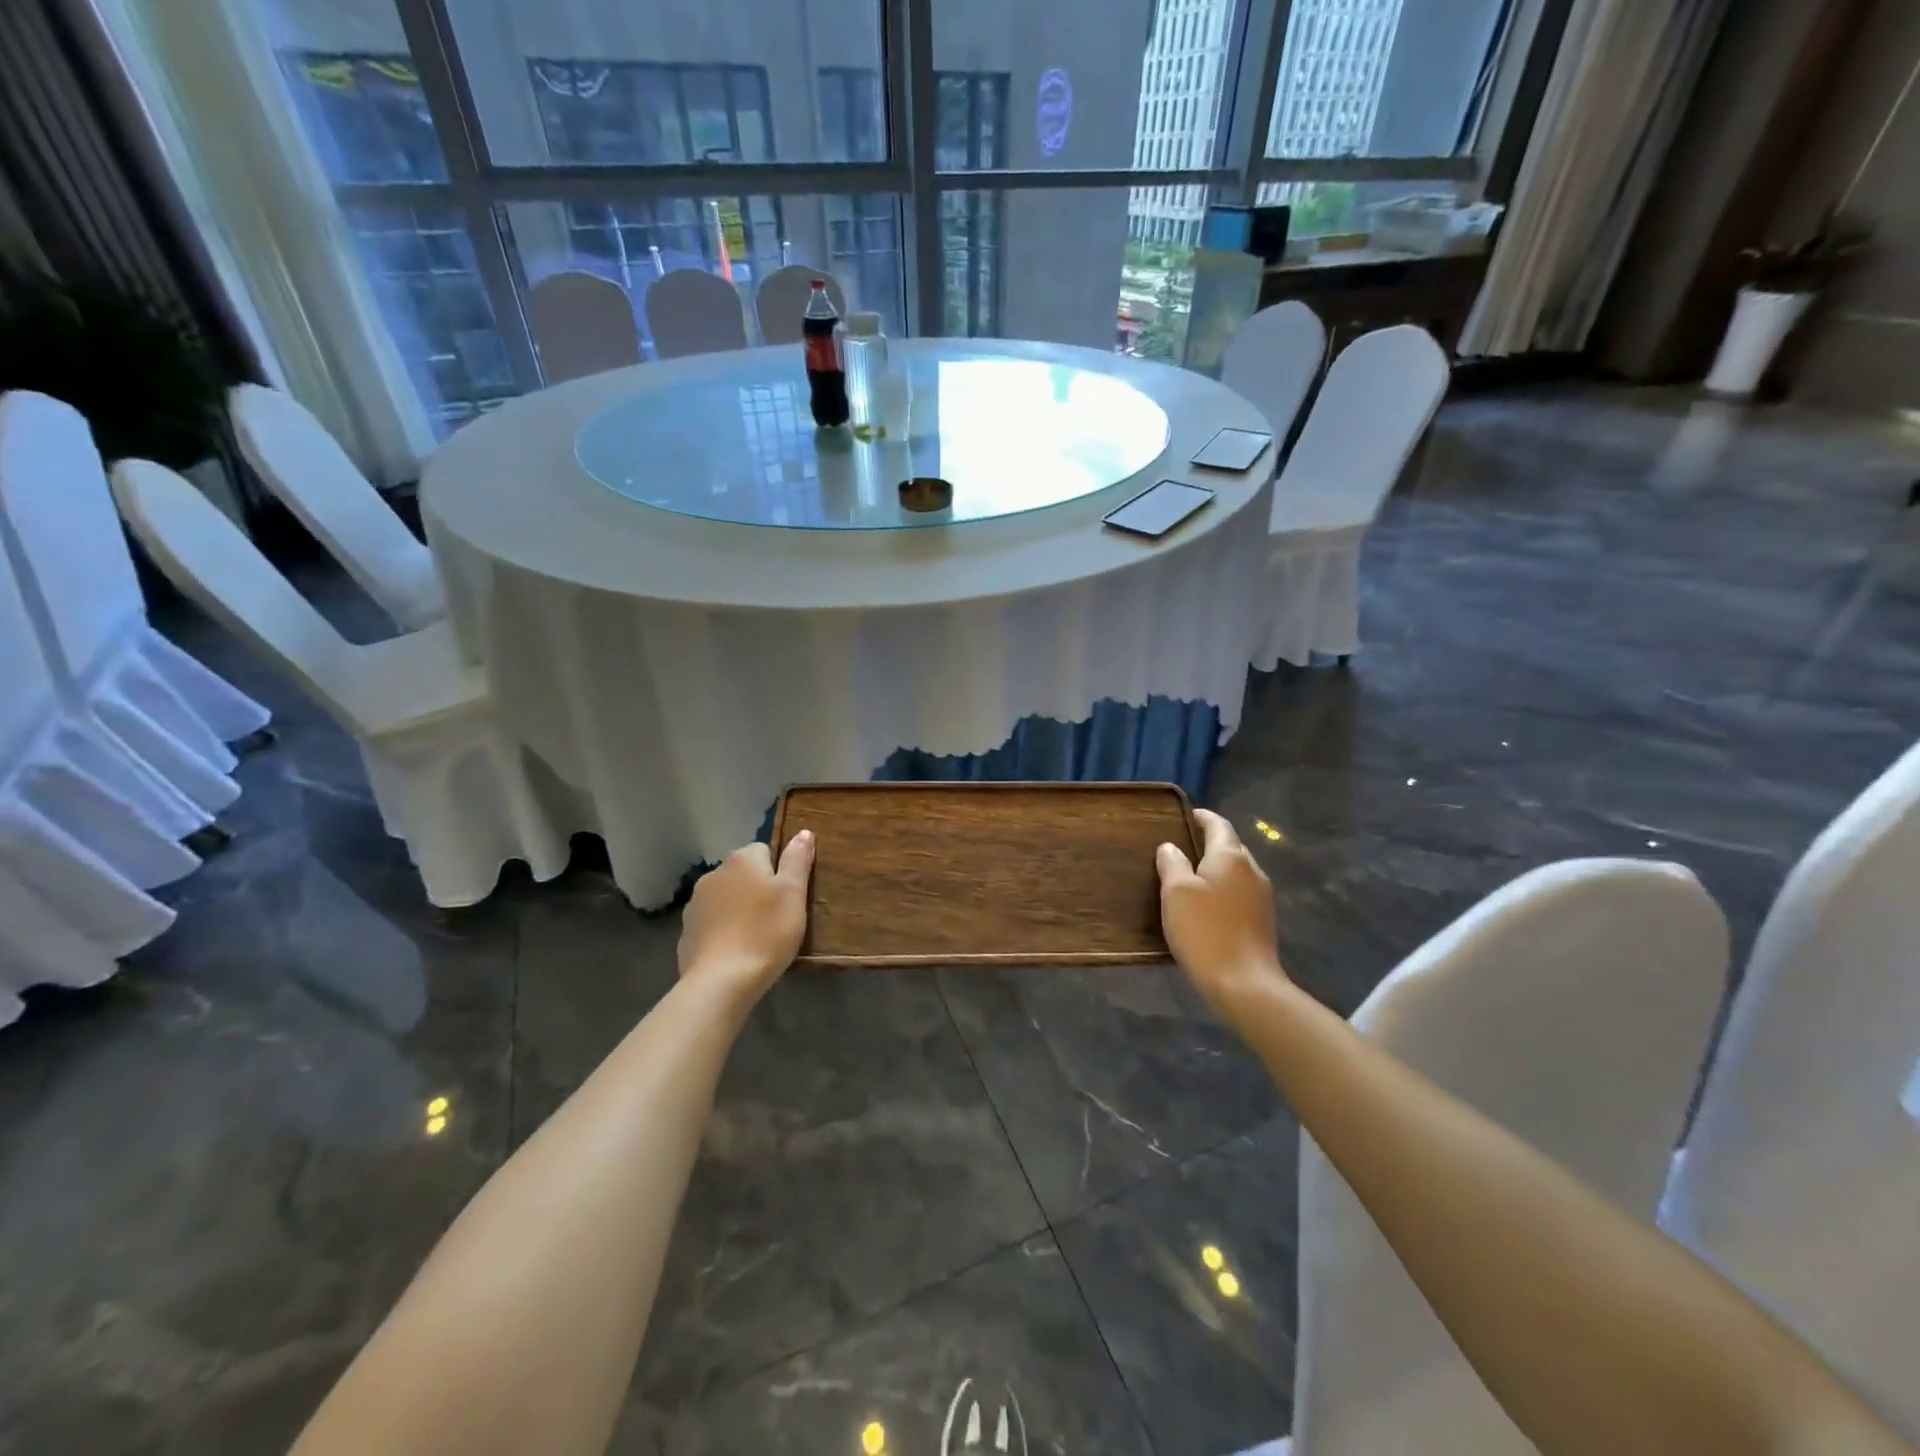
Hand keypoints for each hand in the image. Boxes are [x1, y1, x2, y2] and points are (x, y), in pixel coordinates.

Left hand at [678, 831, 814, 1000]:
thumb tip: (803, 832)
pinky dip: (723, 930)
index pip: (765, 851)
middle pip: (744, 873)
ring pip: (726, 897)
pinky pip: (712, 922)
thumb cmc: (766, 933)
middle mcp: (715, 873)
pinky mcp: (687, 930)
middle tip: (776, 918)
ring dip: (739, 908)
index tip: (789, 897)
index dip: (780, 873)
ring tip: (756, 937)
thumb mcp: (794, 894)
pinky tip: (735, 951)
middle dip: (758, 889)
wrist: (721, 981)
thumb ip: (797, 860)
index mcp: (743, 859)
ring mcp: (696, 903)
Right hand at [1156, 809, 1287, 1017]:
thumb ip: (1172, 863)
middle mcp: (1252, 870)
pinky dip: (1223, 889)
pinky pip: (1240, 892)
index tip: (1185, 815)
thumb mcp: (1176, 893)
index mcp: (1230, 857)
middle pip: (1230, 846)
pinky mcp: (1263, 920)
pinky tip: (1207, 904)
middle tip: (1182, 846)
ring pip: (1236, 871)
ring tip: (1191, 875)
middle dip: (1209, 842)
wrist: (1244, 984)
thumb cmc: (1205, 931)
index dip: (1201, 817)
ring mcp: (1262, 896)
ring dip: (1216, 868)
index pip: (1218, 825)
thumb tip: (1171, 847)